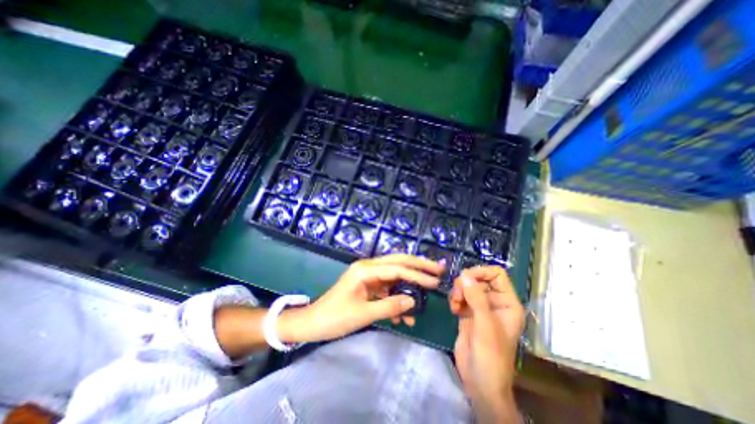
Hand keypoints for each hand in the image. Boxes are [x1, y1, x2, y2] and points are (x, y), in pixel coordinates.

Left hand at [279, 253, 444, 342]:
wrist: (313, 323)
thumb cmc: (335, 317)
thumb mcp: (363, 314)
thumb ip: (390, 306)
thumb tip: (413, 302)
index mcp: (365, 270)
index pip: (397, 268)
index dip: (417, 275)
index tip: (435, 281)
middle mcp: (368, 267)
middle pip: (398, 262)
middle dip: (419, 266)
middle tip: (438, 269)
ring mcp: (368, 275)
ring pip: (394, 276)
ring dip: (408, 287)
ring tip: (422, 302)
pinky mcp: (368, 285)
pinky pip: (387, 288)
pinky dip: (396, 298)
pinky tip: (402, 315)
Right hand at [447, 267, 526, 421]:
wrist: (480, 382)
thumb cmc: (490, 356)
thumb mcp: (485, 325)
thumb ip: (476, 298)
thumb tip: (464, 275)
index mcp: (507, 303)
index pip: (496, 274)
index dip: (481, 272)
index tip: (465, 278)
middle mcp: (495, 302)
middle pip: (478, 278)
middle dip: (465, 283)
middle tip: (457, 294)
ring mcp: (480, 308)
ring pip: (467, 286)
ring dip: (458, 292)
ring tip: (454, 304)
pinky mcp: (468, 313)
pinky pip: (460, 296)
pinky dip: (455, 299)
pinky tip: (453, 309)